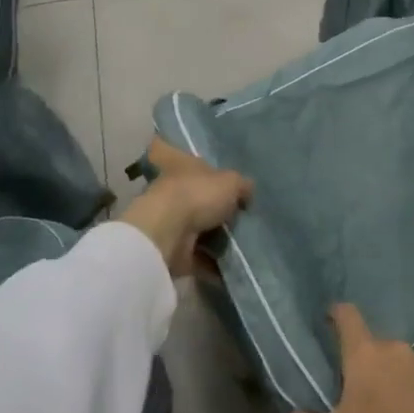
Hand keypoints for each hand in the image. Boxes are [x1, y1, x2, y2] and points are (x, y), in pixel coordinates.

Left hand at [120, 138, 252, 280]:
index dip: (169, 147)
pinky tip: (234, 265)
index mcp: (178, 165)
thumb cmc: (197, 194)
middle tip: (238, 210)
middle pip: (190, 193)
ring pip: (196, 227)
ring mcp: (169, 222)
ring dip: (215, 236)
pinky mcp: (173, 250)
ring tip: (243, 240)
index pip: (166, 149)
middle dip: (210, 203)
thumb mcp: (231, 182)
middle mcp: (170, 190)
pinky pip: (199, 257)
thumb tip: (247, 193)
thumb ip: (242, 186)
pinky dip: (214, 264)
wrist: (168, 234)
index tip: (176, 151)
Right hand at [283, 304, 413, 412]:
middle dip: (364, 363)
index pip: (348, 317)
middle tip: (356, 390)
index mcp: (366, 355)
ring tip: (387, 408)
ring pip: (401, 363)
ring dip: (392, 377)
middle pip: (374, 346)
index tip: (329, 316)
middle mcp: (397, 350)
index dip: (337, 313)